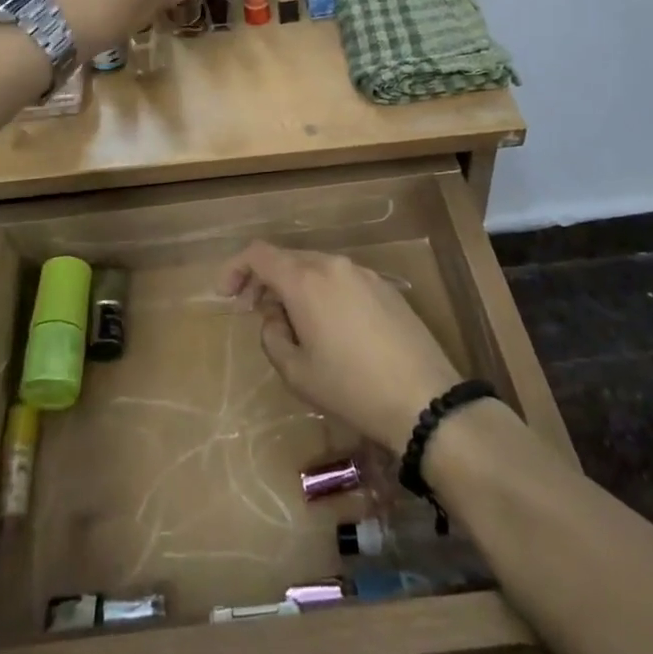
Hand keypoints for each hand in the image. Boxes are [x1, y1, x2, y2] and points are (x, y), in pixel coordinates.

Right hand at [221, 241, 460, 453]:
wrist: (425, 399)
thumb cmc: (351, 388)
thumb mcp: (297, 372)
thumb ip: (273, 337)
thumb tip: (275, 318)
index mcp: (305, 280)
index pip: (258, 254)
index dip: (236, 268)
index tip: (227, 295)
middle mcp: (333, 265)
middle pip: (287, 258)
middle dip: (265, 280)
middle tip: (257, 313)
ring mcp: (363, 273)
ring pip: (316, 268)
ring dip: (296, 287)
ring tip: (296, 325)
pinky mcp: (386, 287)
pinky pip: (342, 279)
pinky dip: (324, 292)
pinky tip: (333, 328)